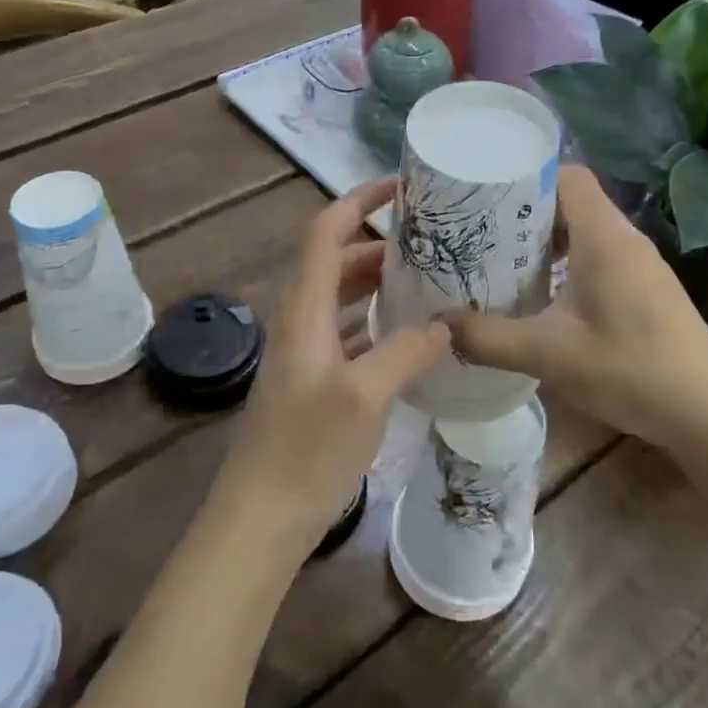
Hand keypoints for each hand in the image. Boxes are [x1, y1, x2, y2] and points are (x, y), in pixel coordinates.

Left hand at [211, 179, 449, 560]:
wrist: (260, 521)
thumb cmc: (306, 452)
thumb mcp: (365, 396)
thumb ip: (407, 351)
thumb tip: (447, 323)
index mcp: (304, 309)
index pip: (325, 231)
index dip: (358, 201)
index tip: (401, 187)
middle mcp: (300, 320)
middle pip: (337, 260)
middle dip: (379, 242)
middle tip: (431, 241)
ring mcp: (305, 353)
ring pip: (342, 297)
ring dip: (379, 282)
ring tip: (429, 280)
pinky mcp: (314, 382)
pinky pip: (348, 332)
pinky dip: (376, 321)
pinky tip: (411, 336)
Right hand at [444, 166, 707, 457]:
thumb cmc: (629, 369)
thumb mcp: (548, 354)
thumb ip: (488, 338)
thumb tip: (438, 326)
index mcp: (604, 236)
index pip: (566, 175)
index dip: (526, 177)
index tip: (485, 195)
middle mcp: (624, 238)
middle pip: (572, 201)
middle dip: (525, 212)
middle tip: (480, 231)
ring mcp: (641, 264)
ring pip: (586, 231)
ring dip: (546, 241)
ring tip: (503, 261)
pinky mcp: (647, 288)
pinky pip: (600, 256)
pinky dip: (568, 263)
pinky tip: (544, 296)